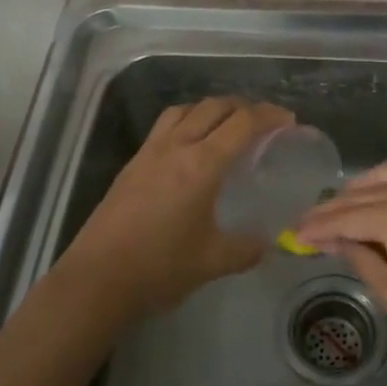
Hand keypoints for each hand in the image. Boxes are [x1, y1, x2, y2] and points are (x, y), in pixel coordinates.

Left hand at [57, 97, 294, 321]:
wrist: (97, 279)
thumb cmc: (159, 268)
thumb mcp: (213, 261)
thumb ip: (246, 248)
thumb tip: (265, 243)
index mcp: (201, 164)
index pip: (243, 123)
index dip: (270, 116)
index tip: (289, 121)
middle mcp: (176, 147)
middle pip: (214, 106)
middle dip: (244, 107)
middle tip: (264, 123)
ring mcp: (149, 152)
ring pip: (185, 109)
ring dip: (212, 109)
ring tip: (227, 126)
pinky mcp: (132, 164)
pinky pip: (165, 126)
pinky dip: (187, 121)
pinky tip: (191, 148)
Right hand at [294, 163, 386, 371]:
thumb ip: (362, 260)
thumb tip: (334, 241)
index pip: (344, 216)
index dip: (316, 227)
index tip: (292, 234)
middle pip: (361, 192)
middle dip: (332, 208)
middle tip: (307, 226)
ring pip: (384, 178)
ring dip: (357, 193)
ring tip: (337, 215)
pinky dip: (383, 191)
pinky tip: (374, 211)